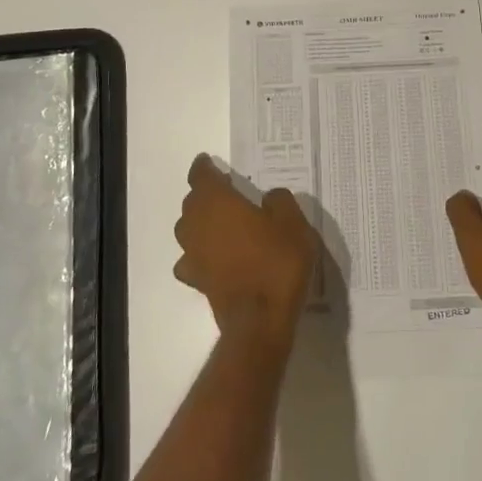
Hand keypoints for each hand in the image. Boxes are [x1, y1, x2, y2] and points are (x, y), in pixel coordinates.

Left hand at [174, 155, 318, 346]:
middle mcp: (197, 224)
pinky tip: (213, 258)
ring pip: (188, 229)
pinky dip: (200, 254)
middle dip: (205, 194)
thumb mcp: (293, 223)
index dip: (204, 167)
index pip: (201, 176)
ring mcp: (193, 254)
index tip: (208, 161)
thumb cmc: (277, 262)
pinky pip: (192, 259)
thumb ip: (280, 202)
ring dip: (200, 223)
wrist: (260, 319)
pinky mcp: (196, 280)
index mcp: (217, 202)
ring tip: (221, 223)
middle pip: (192, 202)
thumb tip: (269, 197)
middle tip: (225, 192)